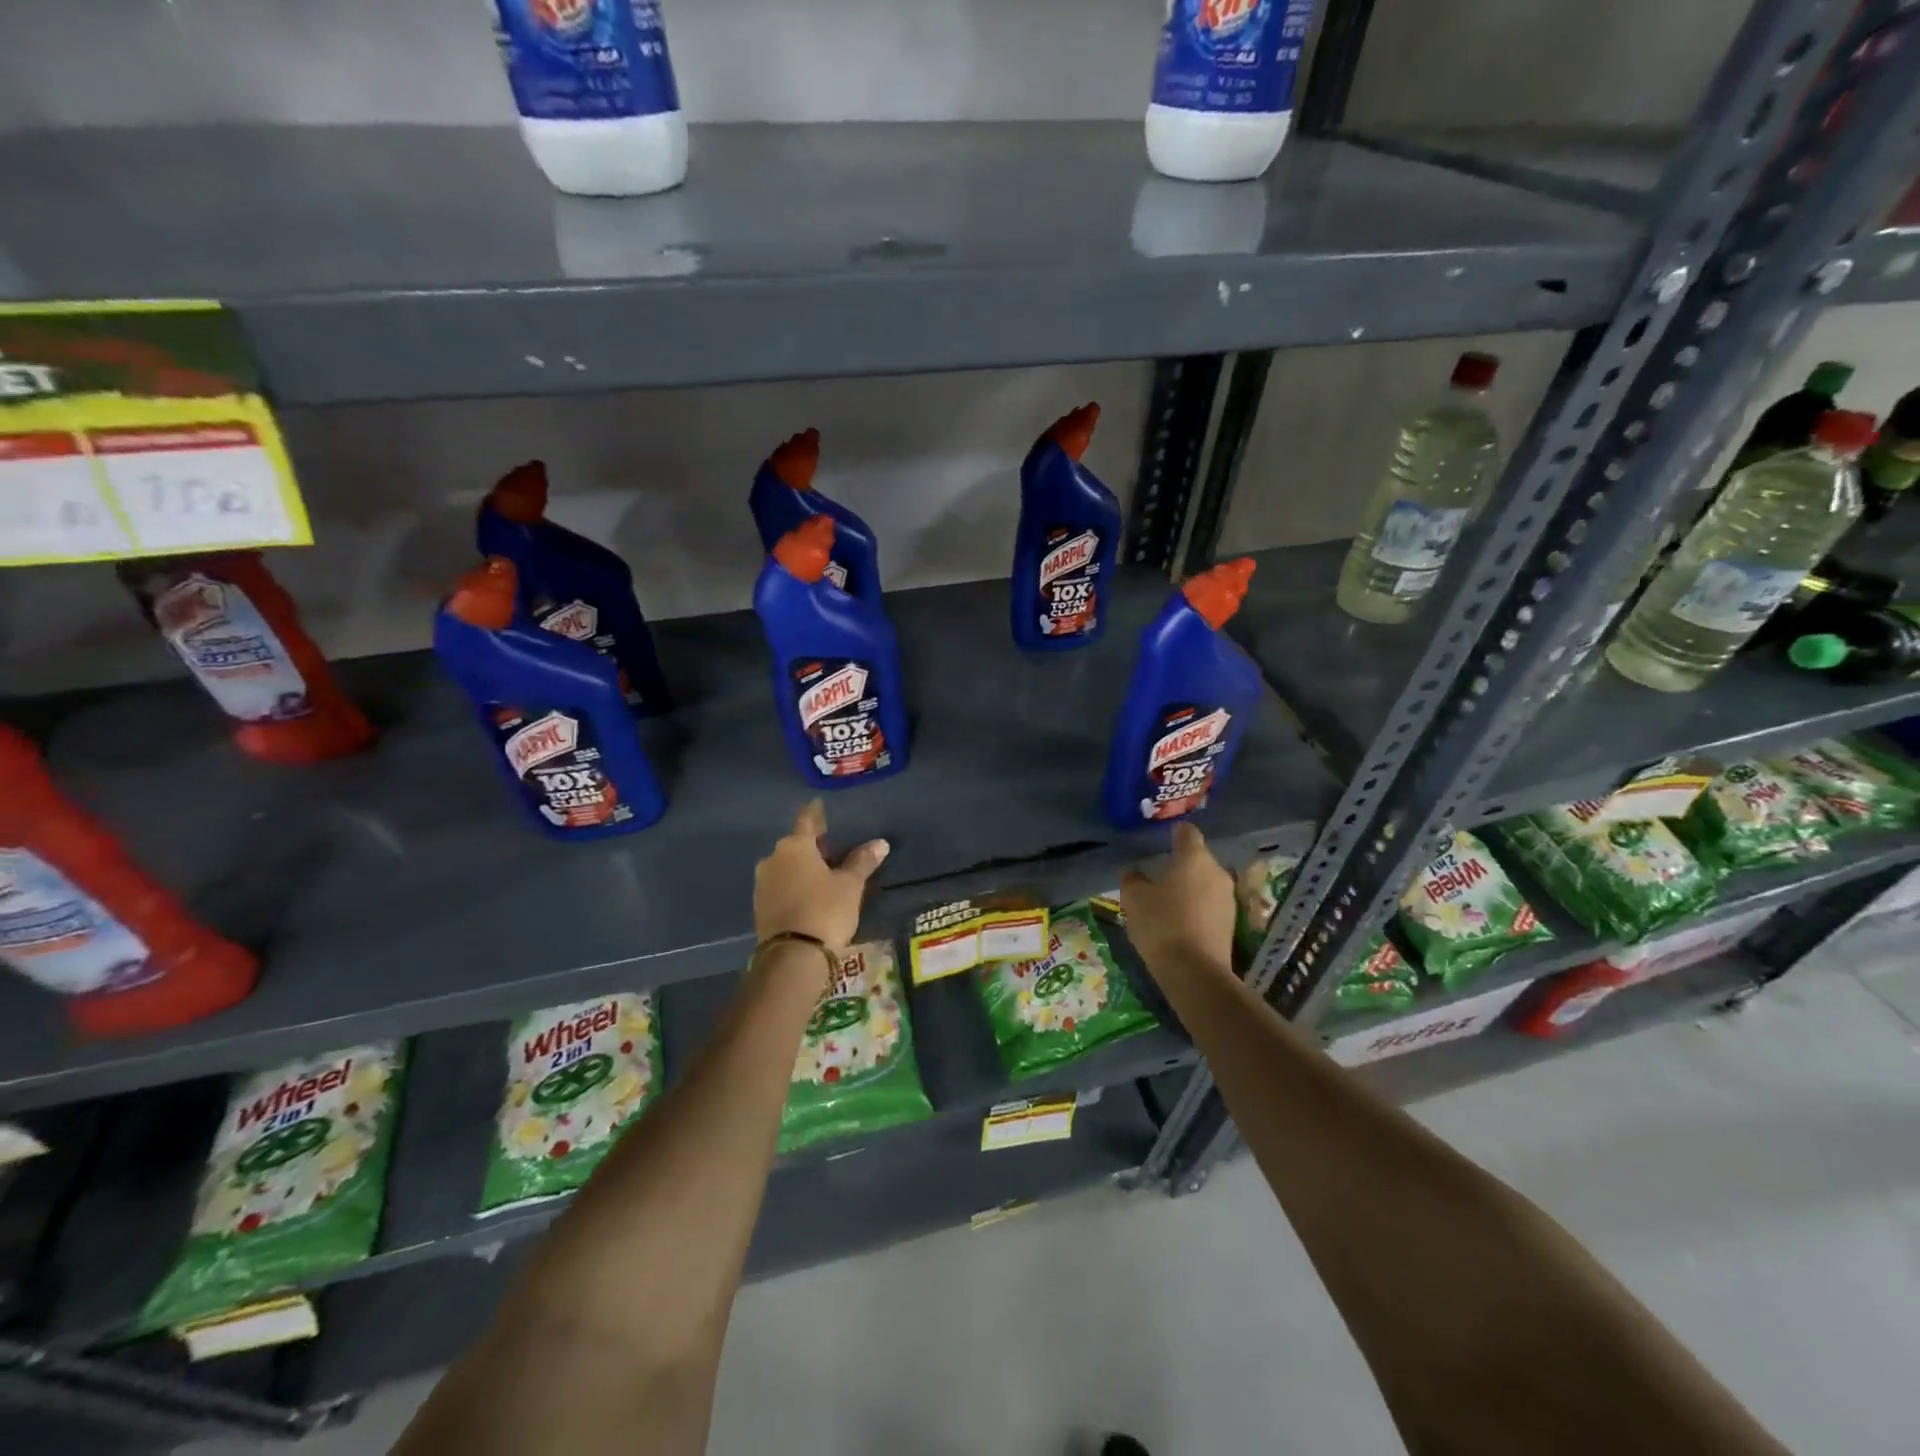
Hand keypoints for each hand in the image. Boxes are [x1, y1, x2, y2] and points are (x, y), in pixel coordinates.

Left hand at [753, 800, 889, 954]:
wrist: (793, 957)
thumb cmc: (825, 910)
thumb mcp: (850, 885)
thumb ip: (862, 861)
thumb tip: (880, 843)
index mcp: (795, 846)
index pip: (807, 820)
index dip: (816, 813)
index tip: (820, 804)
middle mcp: (774, 858)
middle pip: (795, 844)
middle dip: (812, 845)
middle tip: (832, 847)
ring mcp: (763, 883)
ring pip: (786, 866)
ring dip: (802, 866)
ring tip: (823, 873)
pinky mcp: (760, 906)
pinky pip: (780, 886)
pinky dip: (794, 884)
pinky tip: (809, 893)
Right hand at [1120, 823, 1235, 979]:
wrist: (1195, 973)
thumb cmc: (1162, 925)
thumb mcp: (1134, 899)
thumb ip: (1132, 879)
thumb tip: (1133, 871)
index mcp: (1195, 858)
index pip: (1187, 832)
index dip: (1174, 833)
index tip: (1162, 840)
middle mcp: (1217, 872)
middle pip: (1199, 859)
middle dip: (1181, 864)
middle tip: (1159, 874)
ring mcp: (1228, 898)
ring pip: (1206, 883)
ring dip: (1190, 887)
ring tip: (1168, 900)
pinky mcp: (1231, 923)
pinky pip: (1210, 904)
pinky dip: (1197, 907)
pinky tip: (1180, 920)